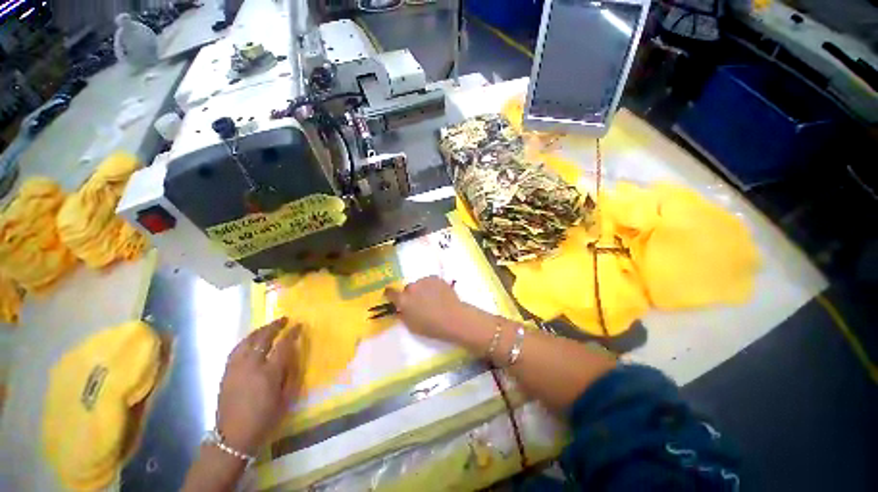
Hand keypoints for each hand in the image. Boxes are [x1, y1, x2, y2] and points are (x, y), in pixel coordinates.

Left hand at [216, 318, 300, 453]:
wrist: (233, 438)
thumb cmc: (265, 419)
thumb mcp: (287, 398)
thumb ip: (292, 373)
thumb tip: (294, 353)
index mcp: (269, 373)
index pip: (283, 345)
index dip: (292, 333)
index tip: (299, 325)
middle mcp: (251, 365)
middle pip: (263, 338)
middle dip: (275, 326)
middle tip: (284, 319)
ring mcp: (236, 368)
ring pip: (247, 341)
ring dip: (260, 330)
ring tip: (269, 326)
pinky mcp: (226, 373)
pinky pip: (236, 349)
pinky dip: (246, 340)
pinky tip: (251, 340)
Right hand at [384, 276, 468, 342]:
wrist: (453, 318)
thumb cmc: (431, 326)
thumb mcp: (411, 326)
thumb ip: (403, 315)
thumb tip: (400, 309)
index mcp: (403, 300)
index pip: (390, 292)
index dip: (391, 294)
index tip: (393, 297)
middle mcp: (412, 287)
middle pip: (408, 289)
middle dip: (411, 294)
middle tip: (420, 303)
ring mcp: (424, 281)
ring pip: (420, 284)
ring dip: (422, 289)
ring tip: (432, 299)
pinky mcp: (436, 278)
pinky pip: (430, 282)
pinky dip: (432, 286)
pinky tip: (439, 295)